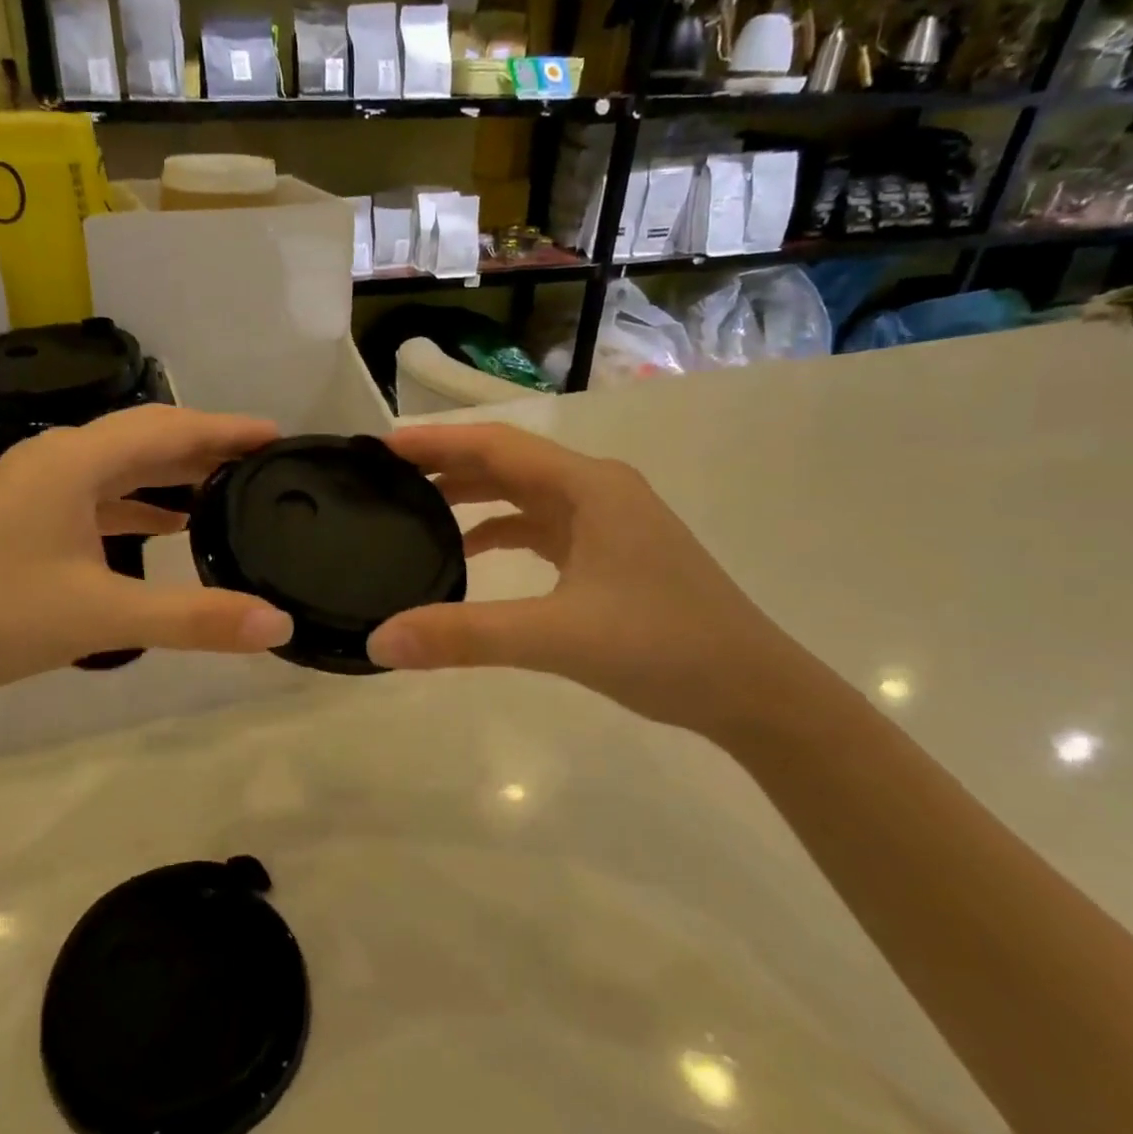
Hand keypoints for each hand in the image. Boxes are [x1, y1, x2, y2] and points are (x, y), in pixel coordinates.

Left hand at [0, 405, 293, 710]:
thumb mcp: (100, 617)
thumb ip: (194, 619)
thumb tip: (279, 624)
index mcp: (76, 462)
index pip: (169, 427)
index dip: (226, 428)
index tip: (278, 435)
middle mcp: (57, 459)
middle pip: (147, 437)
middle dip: (206, 446)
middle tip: (262, 462)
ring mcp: (36, 486)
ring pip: (121, 466)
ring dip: (173, 473)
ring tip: (227, 489)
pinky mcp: (26, 515)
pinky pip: (99, 494)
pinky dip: (140, 503)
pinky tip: (166, 526)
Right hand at [367, 423, 816, 738]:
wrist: (753, 691)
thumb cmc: (664, 648)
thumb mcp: (557, 638)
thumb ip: (465, 636)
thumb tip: (379, 641)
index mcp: (590, 487)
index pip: (498, 445)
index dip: (437, 442)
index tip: (381, 446)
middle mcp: (597, 491)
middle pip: (508, 463)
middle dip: (447, 466)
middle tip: (385, 477)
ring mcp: (607, 522)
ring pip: (524, 495)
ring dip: (472, 497)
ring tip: (414, 508)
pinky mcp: (609, 554)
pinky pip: (541, 528)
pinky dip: (500, 531)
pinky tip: (470, 553)